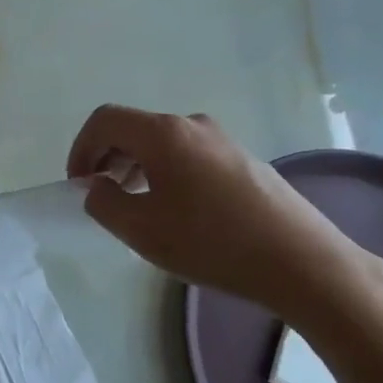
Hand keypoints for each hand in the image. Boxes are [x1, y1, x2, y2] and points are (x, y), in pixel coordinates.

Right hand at [67, 105, 376, 322]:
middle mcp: (192, 125)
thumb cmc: (212, 243)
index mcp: (163, 133)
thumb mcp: (142, 230)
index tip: (79, 186)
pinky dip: (165, 172)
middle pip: (133, 128)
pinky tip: (176, 211)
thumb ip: (104, 203)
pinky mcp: (243, 159)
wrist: (303, 262)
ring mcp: (222, 140)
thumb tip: (97, 187)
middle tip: (102, 198)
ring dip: (136, 167)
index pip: (104, 120)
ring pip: (162, 142)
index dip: (81, 148)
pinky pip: (188, 155)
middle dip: (107, 158)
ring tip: (137, 208)